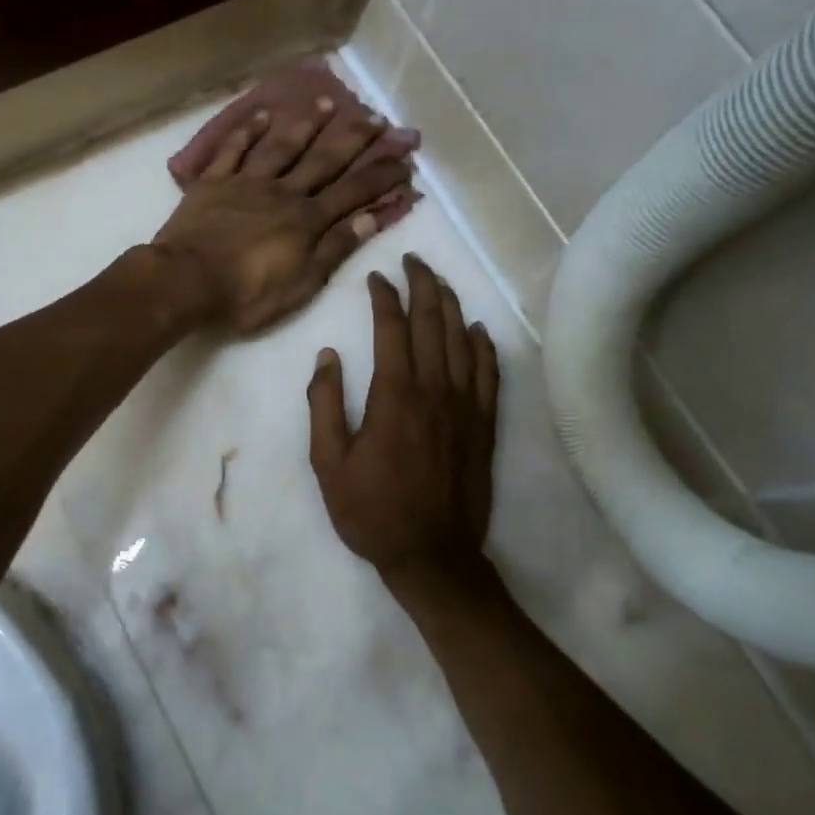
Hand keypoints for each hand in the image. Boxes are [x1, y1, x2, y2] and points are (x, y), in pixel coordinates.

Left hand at [152, 92, 415, 334]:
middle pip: (323, 161)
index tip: (404, 161)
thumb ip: (335, 248)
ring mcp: (246, 182)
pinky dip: (248, 131)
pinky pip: (233, 149)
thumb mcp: (302, 283)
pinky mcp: (213, 182)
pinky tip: (262, 115)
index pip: (353, 193)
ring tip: (328, 103)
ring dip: (307, 124)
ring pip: (282, 146)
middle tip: (376, 118)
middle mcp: (283, 192)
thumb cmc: (246, 293)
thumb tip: (371, 218)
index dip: (380, 177)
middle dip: (353, 140)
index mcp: (306, 221)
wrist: (186, 281)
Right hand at [307, 256, 502, 608]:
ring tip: (439, 282)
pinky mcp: (484, 424)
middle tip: (413, 260)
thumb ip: (324, 404)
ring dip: (451, 305)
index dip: (384, 296)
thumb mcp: (328, 462)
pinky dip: (484, 346)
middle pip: (433, 321)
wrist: (432, 555)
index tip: (376, 277)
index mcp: (394, 394)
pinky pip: (489, 373)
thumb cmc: (371, 510)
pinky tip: (477, 330)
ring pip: (462, 340)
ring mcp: (466, 405)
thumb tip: (327, 356)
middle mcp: (435, 389)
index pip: (392, 327)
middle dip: (423, 284)